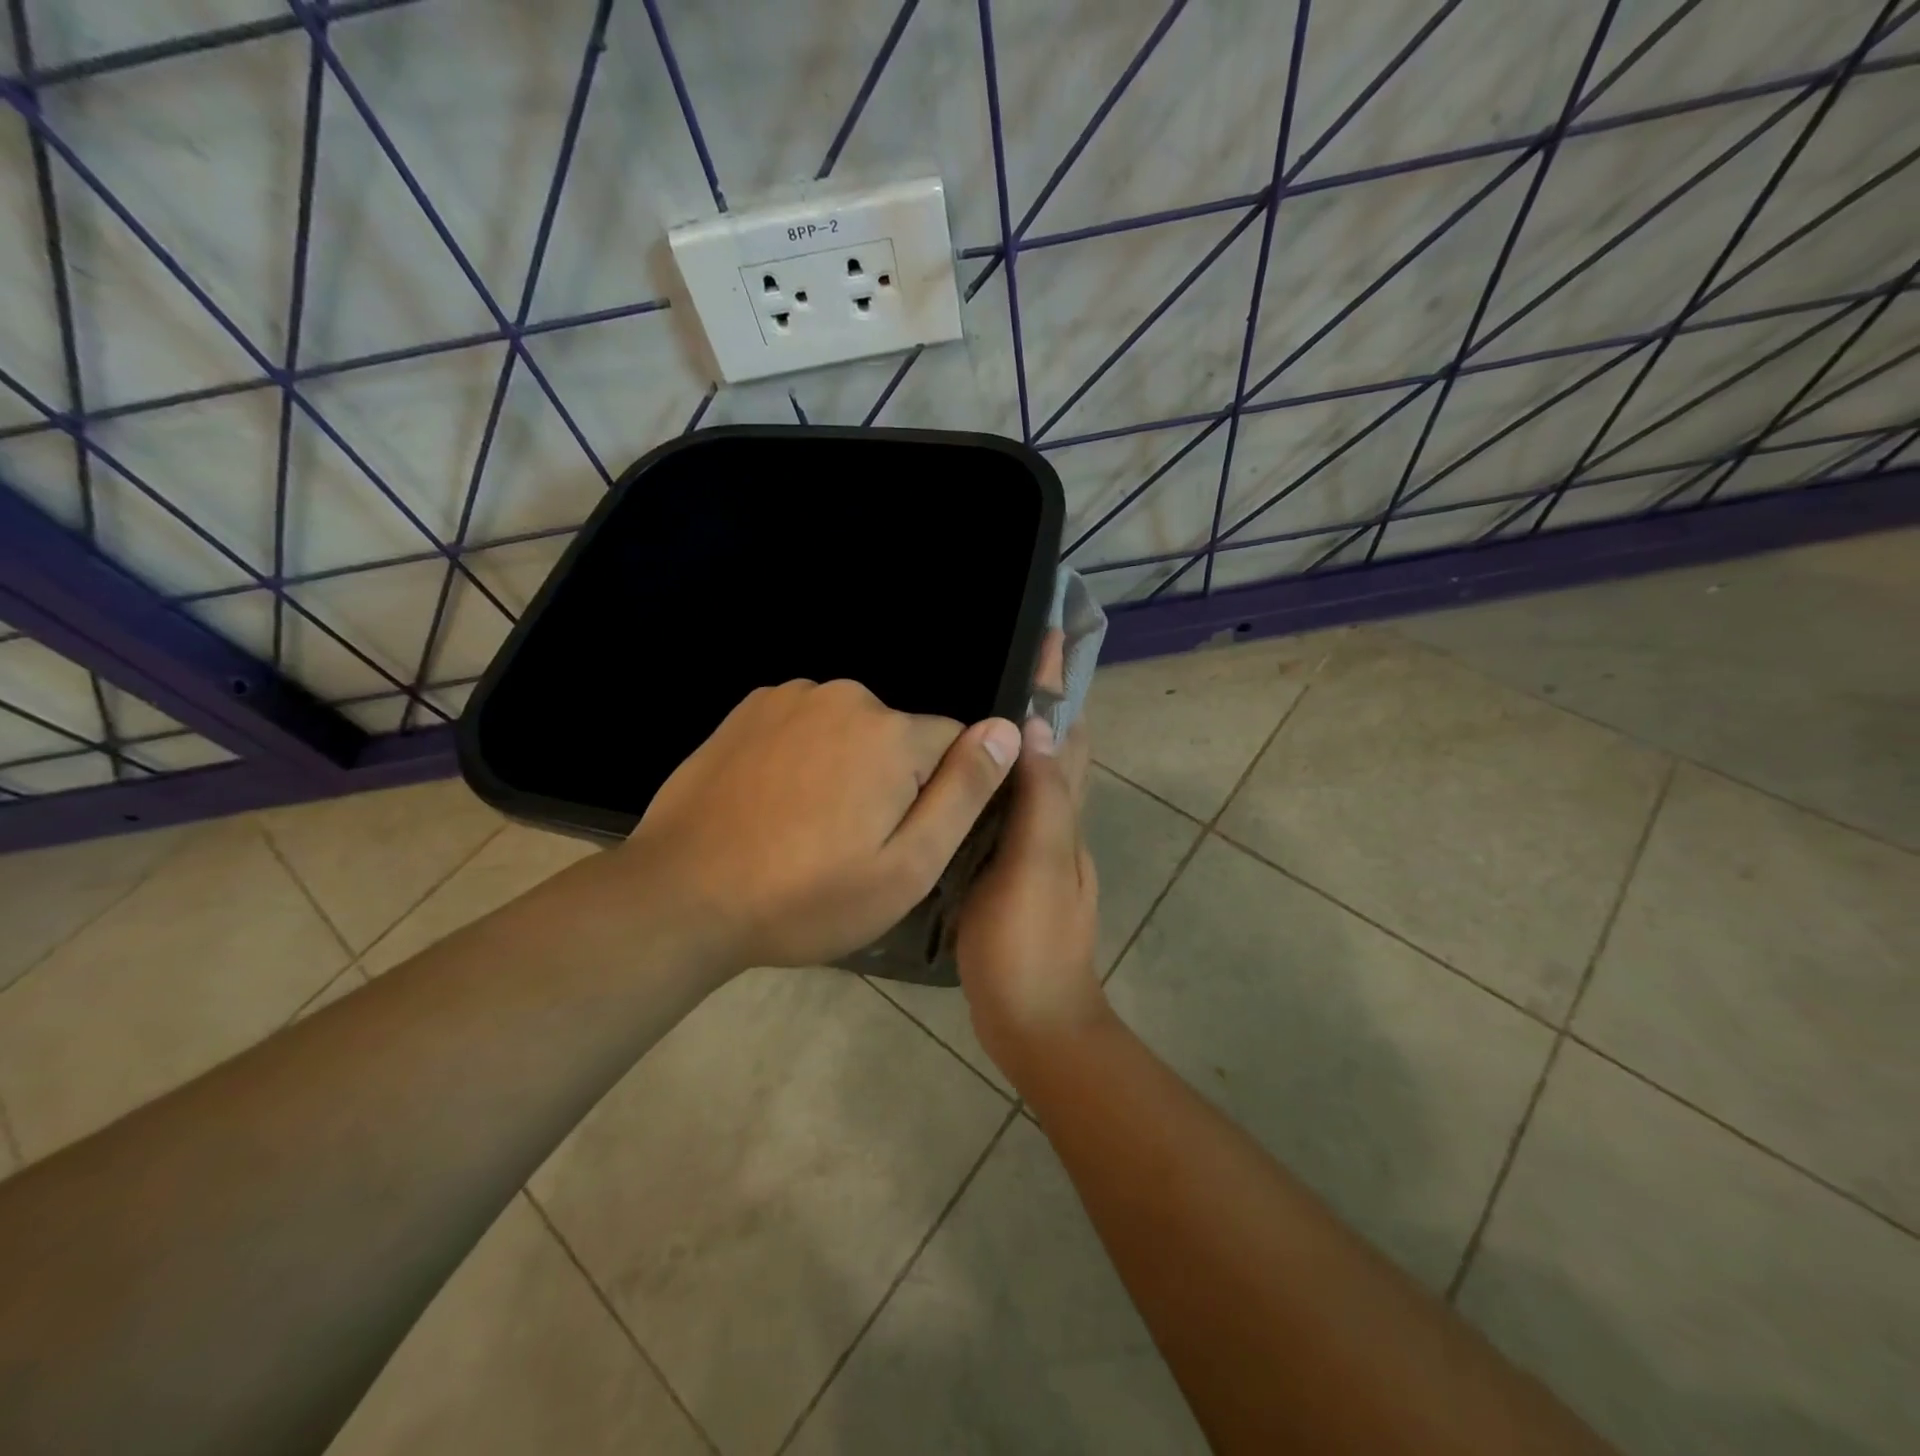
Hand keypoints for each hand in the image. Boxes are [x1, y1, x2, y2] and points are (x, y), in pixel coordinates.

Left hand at [619, 679, 1020, 970]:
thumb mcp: (907, 866)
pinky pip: (807, 725)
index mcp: (891, 733)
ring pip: (852, 730)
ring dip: (845, 767)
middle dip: (892, 780)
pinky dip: (805, 755)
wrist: (683, 896)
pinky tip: (776, 802)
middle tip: (851, 843)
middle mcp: (845, 695)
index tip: (899, 839)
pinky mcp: (750, 708)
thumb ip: (965, 792)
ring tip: (808, 827)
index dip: (938, 796)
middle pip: (900, 737)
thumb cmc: (807, 896)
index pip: (954, 744)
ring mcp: (791, 696)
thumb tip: (1007, 729)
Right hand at [955, 644, 1111, 1086]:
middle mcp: (1056, 825)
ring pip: (1028, 781)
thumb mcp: (1034, 865)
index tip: (1044, 638)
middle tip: (993, 665)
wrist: (1033, 1021)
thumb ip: (1040, 799)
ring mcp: (1033, 851)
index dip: (1059, 688)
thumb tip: (1039, 725)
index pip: (1069, 736)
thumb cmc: (1030, 942)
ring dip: (1012, 743)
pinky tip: (956, 783)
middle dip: (1036, 706)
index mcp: (1064, 815)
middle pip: (1054, 752)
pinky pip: (1004, 813)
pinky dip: (991, 785)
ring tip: (966, 711)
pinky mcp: (1008, 874)